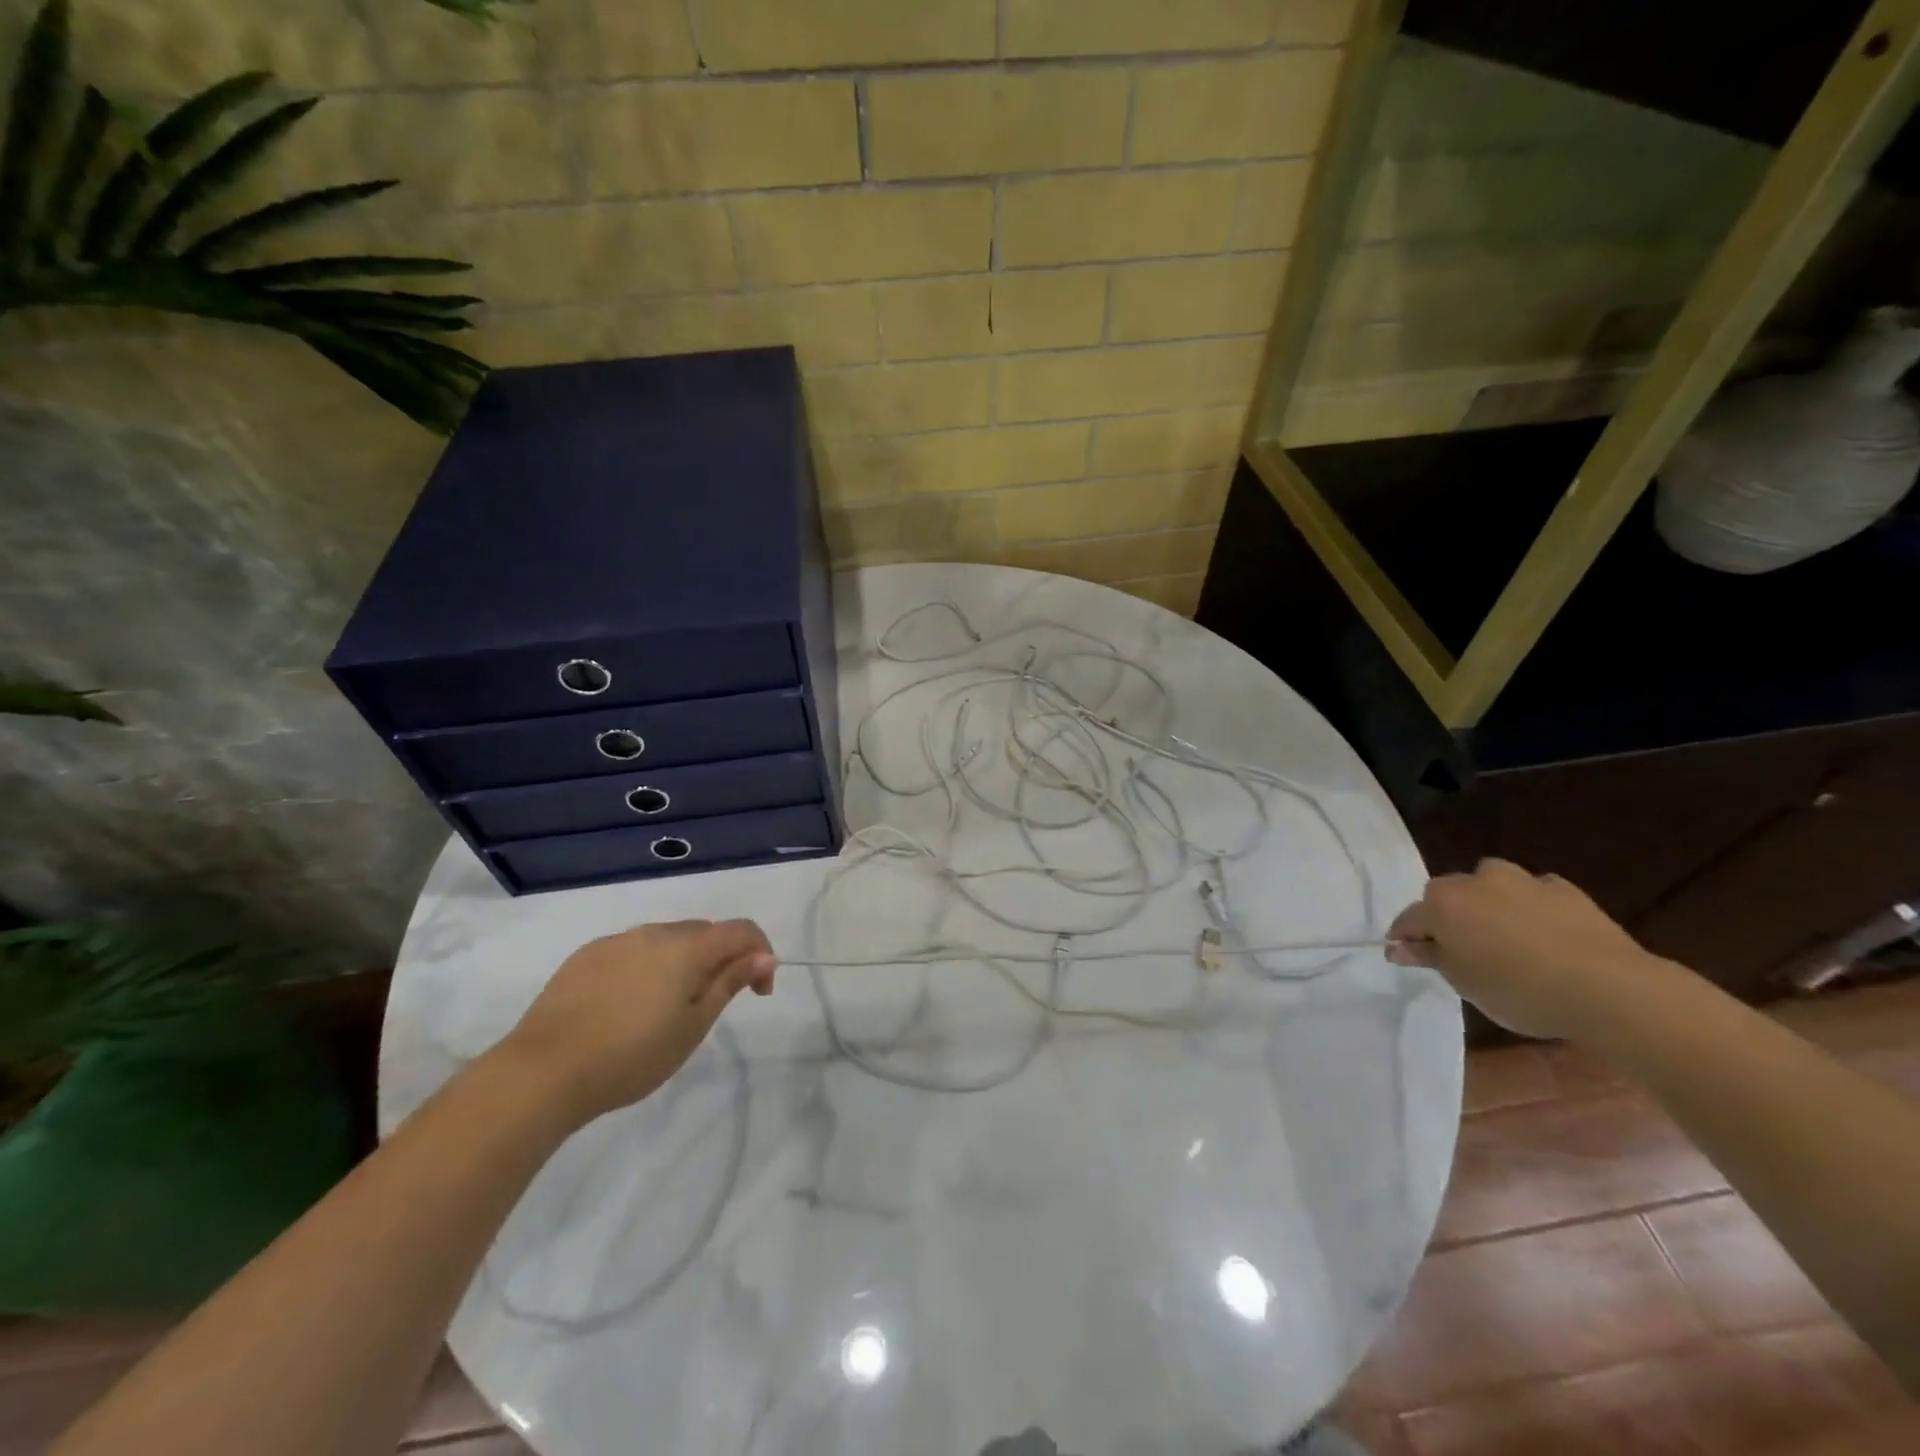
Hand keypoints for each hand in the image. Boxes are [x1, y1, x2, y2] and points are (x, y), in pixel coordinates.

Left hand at [494, 920, 775, 1128]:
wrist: (542, 1072)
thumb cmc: (631, 1056)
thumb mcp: (692, 1027)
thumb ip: (729, 983)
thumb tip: (765, 955)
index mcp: (687, 948)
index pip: (741, 931)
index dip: (760, 953)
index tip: (758, 993)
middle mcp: (654, 933)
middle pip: (704, 933)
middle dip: (721, 959)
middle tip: (714, 1004)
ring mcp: (617, 941)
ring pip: (667, 940)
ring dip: (683, 962)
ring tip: (668, 1007)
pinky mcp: (587, 955)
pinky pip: (633, 950)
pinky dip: (647, 966)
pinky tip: (629, 1004)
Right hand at [1387, 859, 1671, 1039]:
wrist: (1609, 988)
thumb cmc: (1519, 990)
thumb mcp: (1463, 983)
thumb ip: (1430, 957)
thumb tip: (1399, 947)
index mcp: (1442, 903)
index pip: (1409, 919)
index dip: (1406, 939)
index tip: (1410, 957)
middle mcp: (1475, 881)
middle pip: (1448, 895)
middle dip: (1449, 916)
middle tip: (1462, 950)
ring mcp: (1522, 880)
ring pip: (1490, 883)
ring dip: (1489, 902)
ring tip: (1504, 934)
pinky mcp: (1564, 889)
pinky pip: (1535, 892)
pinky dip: (1532, 906)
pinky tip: (1544, 932)